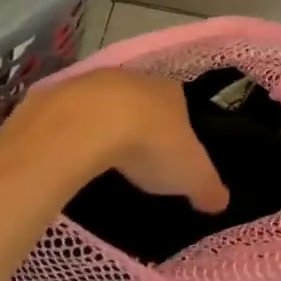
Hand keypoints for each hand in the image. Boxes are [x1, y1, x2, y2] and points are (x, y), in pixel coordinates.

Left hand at [10, 69, 229, 213]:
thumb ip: (208, 187)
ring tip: (105, 159)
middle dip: (141, 125)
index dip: (178, 129)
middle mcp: (135, 79)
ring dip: (105, 125)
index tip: (174, 153)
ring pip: (105, 104)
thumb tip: (220, 201)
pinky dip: (74, 131)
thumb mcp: (192, 175)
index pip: (180, 105)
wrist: (88, 123)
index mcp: (171, 91)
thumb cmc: (151, 143)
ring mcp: (94, 82)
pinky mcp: (60, 93)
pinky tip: (72, 153)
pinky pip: (72, 114)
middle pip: (142, 102)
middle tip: (139, 158)